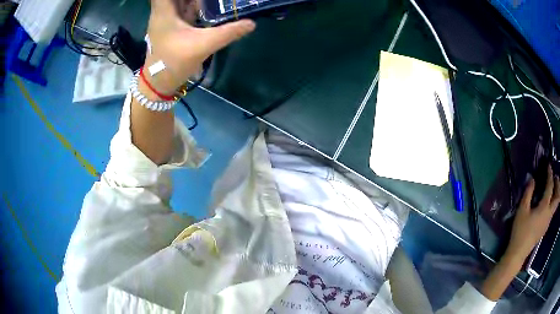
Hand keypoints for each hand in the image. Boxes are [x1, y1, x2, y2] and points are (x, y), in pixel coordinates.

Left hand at [143, 0, 255, 94]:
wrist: (159, 84)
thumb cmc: (174, 62)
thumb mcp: (203, 45)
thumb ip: (228, 33)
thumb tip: (251, 23)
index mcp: (164, 11)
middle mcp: (162, 11)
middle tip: (213, 1)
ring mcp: (166, 19)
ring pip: (179, 1)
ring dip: (193, 1)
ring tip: (213, 3)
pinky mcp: (171, 26)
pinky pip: (182, 8)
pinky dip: (193, 5)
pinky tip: (206, 7)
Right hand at [505, 165, 559, 266]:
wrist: (518, 253)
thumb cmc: (520, 231)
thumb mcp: (522, 210)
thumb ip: (528, 193)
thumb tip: (532, 179)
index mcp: (544, 207)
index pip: (550, 187)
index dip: (550, 174)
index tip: (549, 166)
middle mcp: (549, 214)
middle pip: (557, 197)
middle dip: (558, 185)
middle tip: (555, 177)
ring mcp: (547, 222)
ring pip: (555, 206)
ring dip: (556, 194)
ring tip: (553, 187)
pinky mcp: (545, 228)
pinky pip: (552, 212)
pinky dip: (553, 203)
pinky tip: (548, 203)